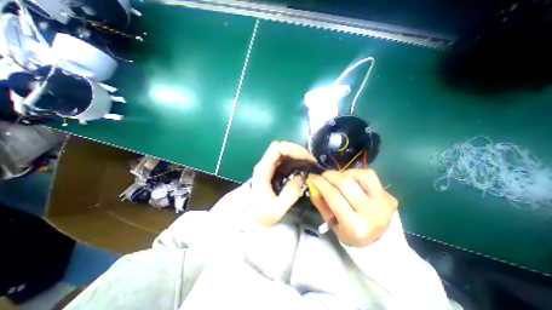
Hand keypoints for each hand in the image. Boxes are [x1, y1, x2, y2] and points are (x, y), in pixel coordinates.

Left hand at [252, 140, 316, 224]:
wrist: (252, 217)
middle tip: (310, 160)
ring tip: (309, 162)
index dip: (292, 149)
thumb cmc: (262, 214)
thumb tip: (300, 177)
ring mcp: (269, 166)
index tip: (306, 157)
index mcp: (263, 170)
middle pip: (280, 147)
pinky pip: (285, 159)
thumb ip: (290, 194)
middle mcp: (265, 164)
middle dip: (297, 150)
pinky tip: (303, 166)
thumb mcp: (276, 209)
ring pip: (283, 151)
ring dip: (297, 154)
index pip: (276, 149)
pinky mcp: (273, 170)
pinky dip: (295, 159)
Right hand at [308, 169, 399, 246]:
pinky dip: (356, 173)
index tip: (312, 177)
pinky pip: (370, 176)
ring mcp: (383, 203)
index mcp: (354, 226)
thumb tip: (313, 185)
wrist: (379, 242)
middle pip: (346, 183)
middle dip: (329, 175)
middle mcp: (371, 214)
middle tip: (322, 175)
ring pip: (361, 175)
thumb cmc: (350, 234)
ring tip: (336, 177)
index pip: (333, 196)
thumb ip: (321, 204)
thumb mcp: (332, 224)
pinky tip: (350, 178)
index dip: (320, 183)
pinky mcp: (389, 196)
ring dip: (344, 173)